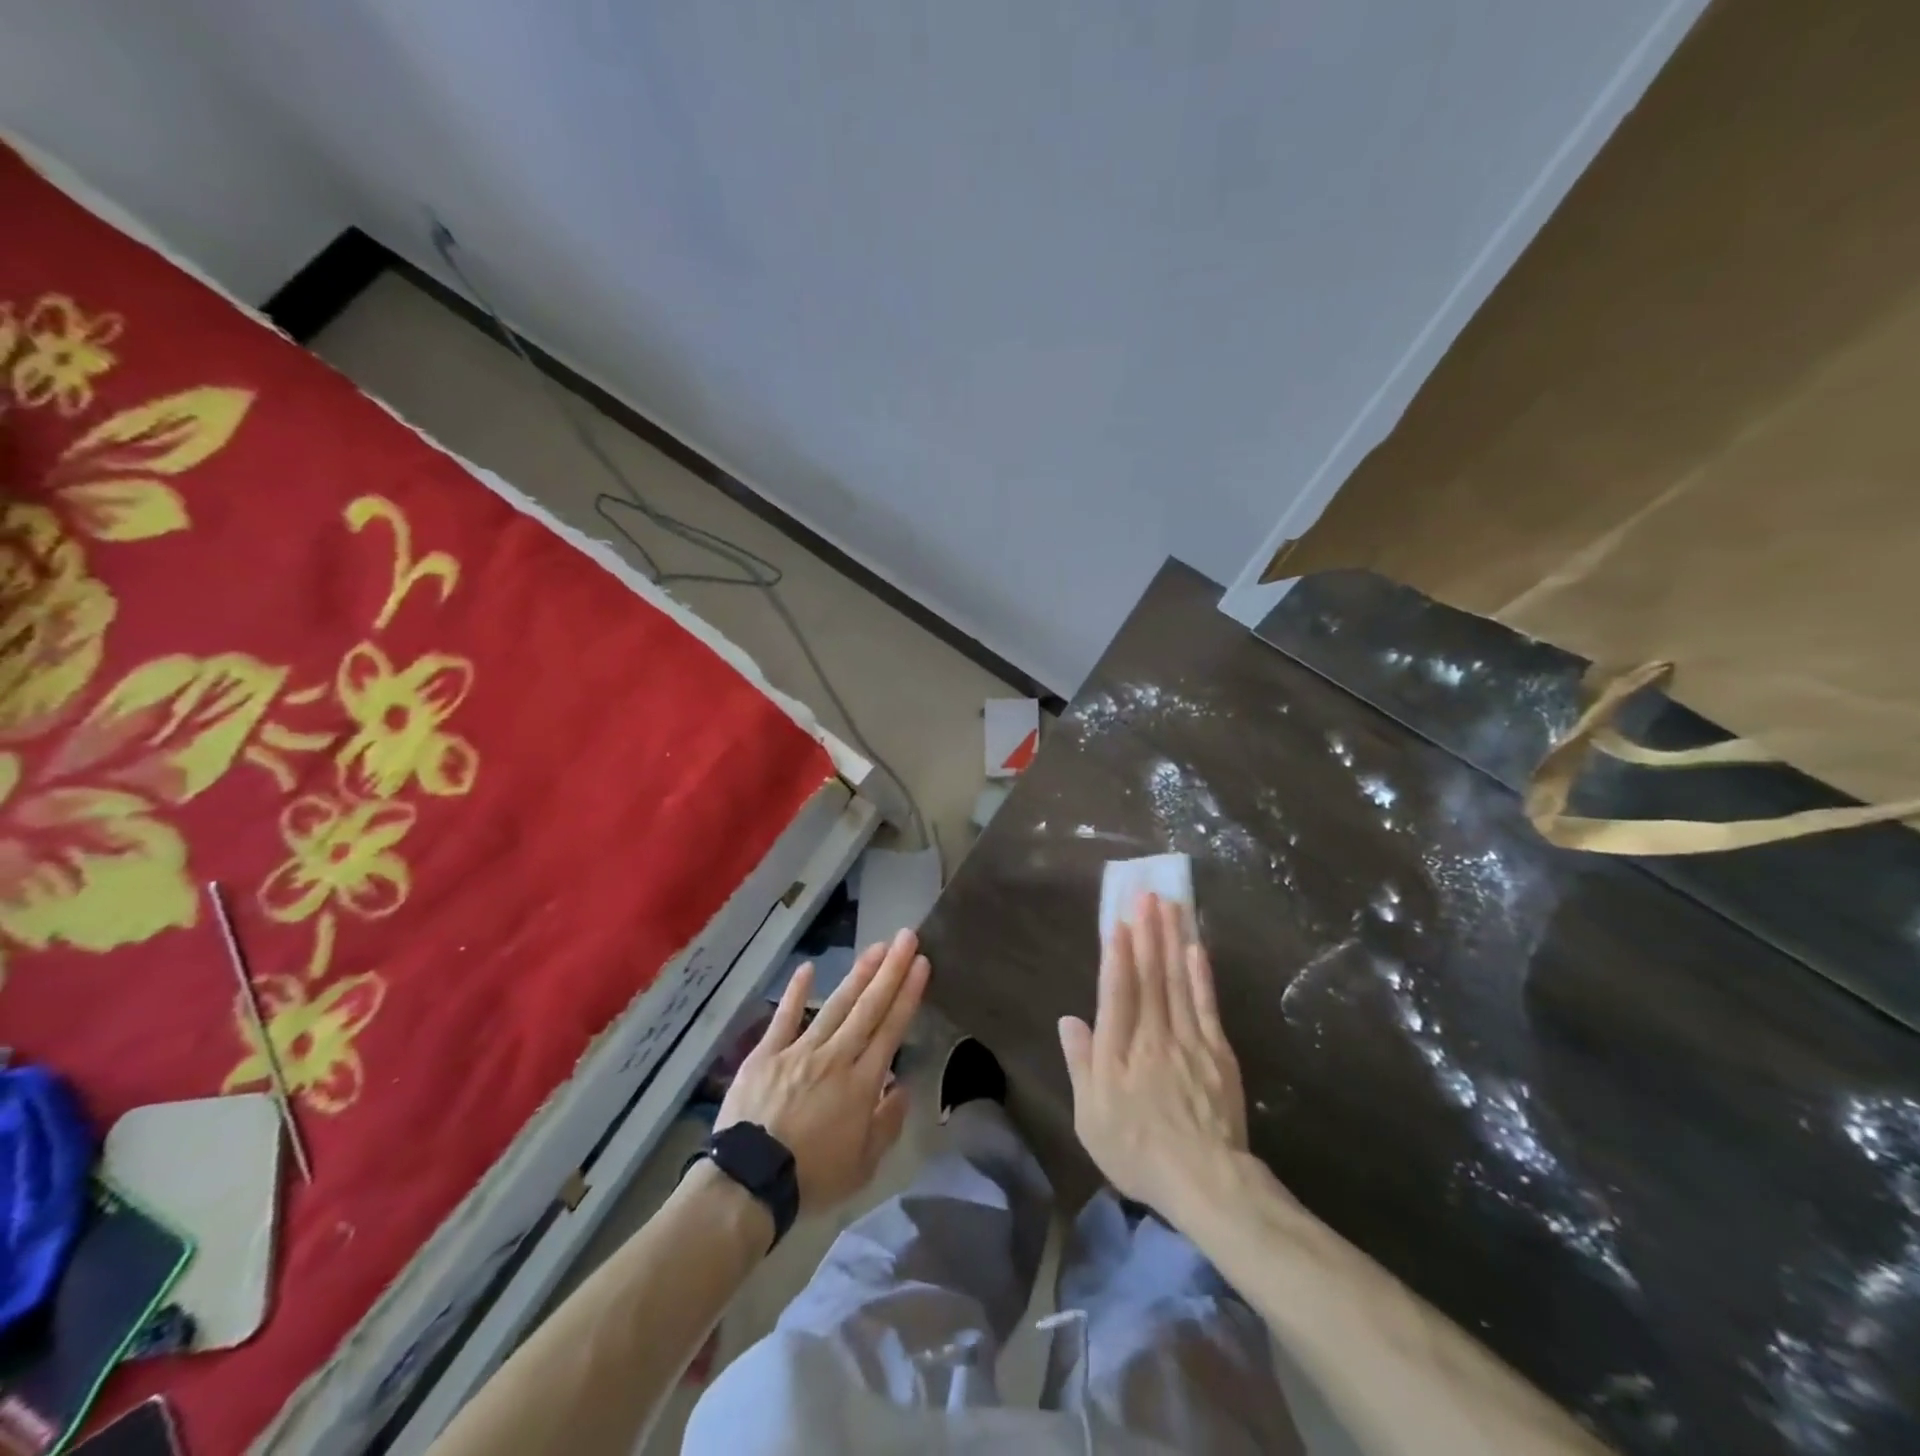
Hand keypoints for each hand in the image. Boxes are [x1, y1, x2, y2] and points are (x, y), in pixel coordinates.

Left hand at [717, 928, 929, 1213]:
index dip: (908, 994)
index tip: (922, 963)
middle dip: (891, 970)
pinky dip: (795, 992)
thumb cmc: (811, 1178)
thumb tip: (902, 1087)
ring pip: (835, 1005)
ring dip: (858, 974)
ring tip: (876, 947)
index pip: (891, 1029)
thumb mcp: (863, 1166)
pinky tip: (808, 967)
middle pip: (868, 1007)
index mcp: (861, 1083)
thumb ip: (887, 1123)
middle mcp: (836, 1057)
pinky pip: (784, 1017)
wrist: (750, 1182)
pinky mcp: (767, 1053)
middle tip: (907, 937)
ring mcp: (800, 1050)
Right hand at [1058, 892, 1248, 1217]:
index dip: (1118, 954)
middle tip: (1147, 894)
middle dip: (1148, 932)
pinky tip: (1197, 948)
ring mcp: (1189, 1040)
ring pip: (1178, 981)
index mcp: (1119, 1051)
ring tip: (1170, 906)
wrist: (1205, 1181)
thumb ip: (1080, 1064)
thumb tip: (1068, 1019)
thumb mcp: (1091, 1117)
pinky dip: (1202, 975)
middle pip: (1150, 976)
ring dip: (1172, 940)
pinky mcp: (1218, 1052)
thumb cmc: (1138, 1151)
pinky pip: (1207, 1005)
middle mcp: (1154, 1035)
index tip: (1120, 919)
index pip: (1118, 991)